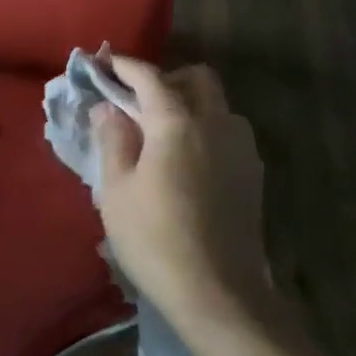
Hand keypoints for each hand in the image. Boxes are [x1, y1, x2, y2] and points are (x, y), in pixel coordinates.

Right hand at [92, 56, 283, 337]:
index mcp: (178, 124)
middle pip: (197, 79)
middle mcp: (217, 124)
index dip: (124, 66)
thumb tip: (108, 108)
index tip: (102, 63)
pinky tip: (185, 160)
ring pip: (218, 105)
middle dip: (165, 78)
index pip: (149, 78)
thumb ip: (113, 140)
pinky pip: (228, 132)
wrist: (217, 291)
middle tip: (136, 101)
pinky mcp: (252, 173)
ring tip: (160, 133)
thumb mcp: (116, 190)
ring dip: (189, 103)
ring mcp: (241, 149)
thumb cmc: (153, 239)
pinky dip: (205, 129)